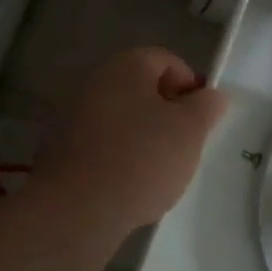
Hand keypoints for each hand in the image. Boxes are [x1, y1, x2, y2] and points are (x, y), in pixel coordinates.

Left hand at [33, 48, 228, 233]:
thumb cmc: (142, 159)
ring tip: (158, 170)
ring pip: (121, 117)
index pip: (167, 60)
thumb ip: (207, 106)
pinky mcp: (61, 148)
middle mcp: (96, 81)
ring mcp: (73, 114)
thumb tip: (211, 95)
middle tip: (183, 143)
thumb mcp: (191, 130)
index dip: (189, 84)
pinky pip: (101, 143)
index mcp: (127, 66)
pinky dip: (118, 156)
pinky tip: (128, 184)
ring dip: (142, 135)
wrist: (76, 210)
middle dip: (166, 112)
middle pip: (142, 88)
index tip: (201, 117)